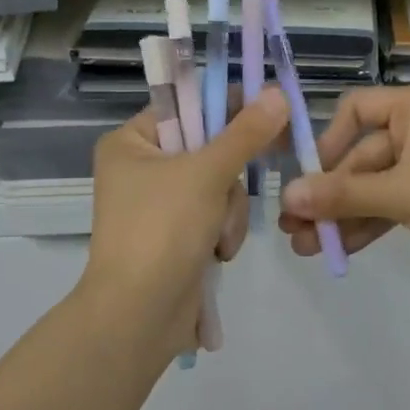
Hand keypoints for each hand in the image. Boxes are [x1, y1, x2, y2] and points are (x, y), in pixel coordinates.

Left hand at [79, 87, 290, 363]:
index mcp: (131, 142)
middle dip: (228, 178)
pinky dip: (223, 231)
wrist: (139, 317)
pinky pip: (215, 215)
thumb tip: (278, 92)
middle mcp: (141, 168)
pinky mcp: (176, 235)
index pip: (187, 106)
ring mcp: (159, 205)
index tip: (269, 110)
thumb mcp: (207, 173)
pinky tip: (216, 253)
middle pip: (209, 148)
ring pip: (219, 185)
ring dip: (229, 211)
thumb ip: (246, 133)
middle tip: (241, 183)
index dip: (228, 107)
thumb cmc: (162, 230)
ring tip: (218, 238)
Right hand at [278, 87, 409, 288]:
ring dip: (341, 215)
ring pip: (372, 185)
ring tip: (306, 247)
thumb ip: (343, 194)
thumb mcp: (403, 194)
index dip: (327, 141)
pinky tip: (338, 249)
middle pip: (359, 156)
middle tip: (293, 229)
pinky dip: (367, 223)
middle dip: (328, 195)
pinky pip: (390, 204)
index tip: (307, 177)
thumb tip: (286, 196)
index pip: (355, 109)